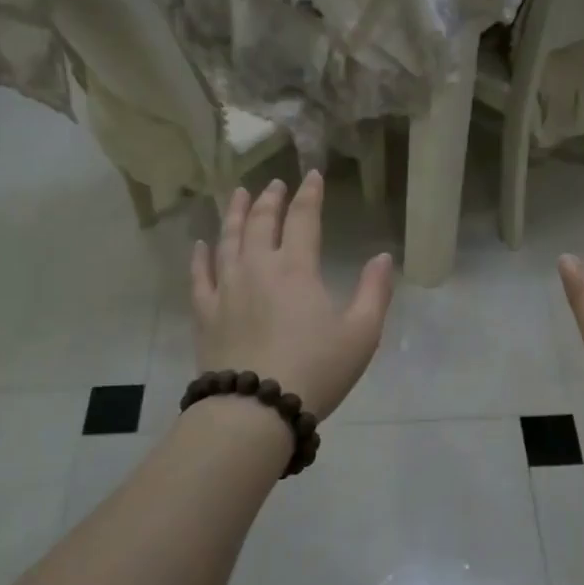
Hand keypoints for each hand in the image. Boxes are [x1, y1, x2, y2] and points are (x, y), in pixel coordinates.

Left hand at [191, 172, 395, 419]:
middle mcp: (258, 268)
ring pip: (228, 240)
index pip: (303, 219)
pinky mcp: (205, 313)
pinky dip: (200, 257)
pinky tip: (200, 244)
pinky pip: (199, 277)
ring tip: (237, 195)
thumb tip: (384, 257)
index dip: (309, 195)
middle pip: (261, 222)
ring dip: (234, 214)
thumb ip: (375, 291)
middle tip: (274, 184)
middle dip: (269, 199)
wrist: (256, 408)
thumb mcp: (362, 334)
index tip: (312, 175)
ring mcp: (226, 289)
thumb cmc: (316, 370)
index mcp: (296, 269)